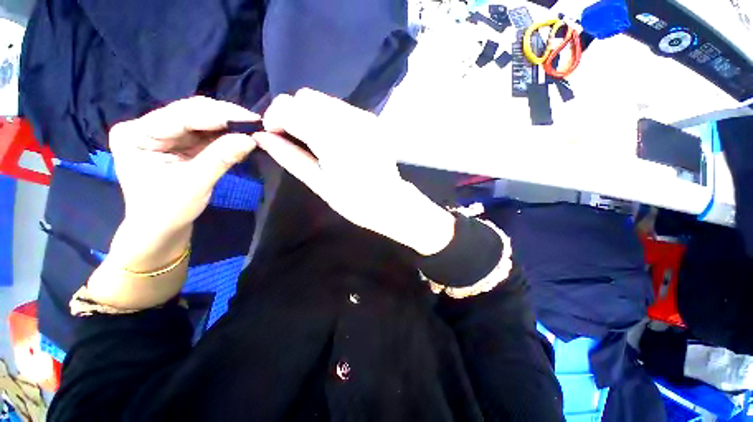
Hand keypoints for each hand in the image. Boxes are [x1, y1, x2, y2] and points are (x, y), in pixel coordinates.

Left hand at [81, 97, 258, 308]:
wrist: (158, 237)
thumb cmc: (164, 217)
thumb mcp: (192, 188)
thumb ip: (219, 159)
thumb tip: (248, 139)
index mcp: (136, 135)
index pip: (180, 114)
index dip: (216, 113)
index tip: (249, 116)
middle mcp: (146, 130)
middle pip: (191, 116)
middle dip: (224, 118)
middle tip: (256, 121)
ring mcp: (164, 140)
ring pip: (201, 126)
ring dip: (227, 128)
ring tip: (252, 130)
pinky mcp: (179, 149)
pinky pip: (206, 137)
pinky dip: (225, 138)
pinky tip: (240, 140)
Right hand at [254, 89, 454, 255]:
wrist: (390, 202)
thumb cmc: (354, 201)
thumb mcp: (319, 183)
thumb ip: (290, 156)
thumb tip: (261, 137)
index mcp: (332, 139)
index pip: (290, 107)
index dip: (275, 117)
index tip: (275, 134)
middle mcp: (350, 120)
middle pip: (307, 97)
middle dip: (294, 113)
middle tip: (296, 138)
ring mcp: (364, 118)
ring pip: (325, 100)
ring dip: (312, 115)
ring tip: (317, 141)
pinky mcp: (373, 121)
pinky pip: (342, 108)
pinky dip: (330, 118)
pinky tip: (336, 139)